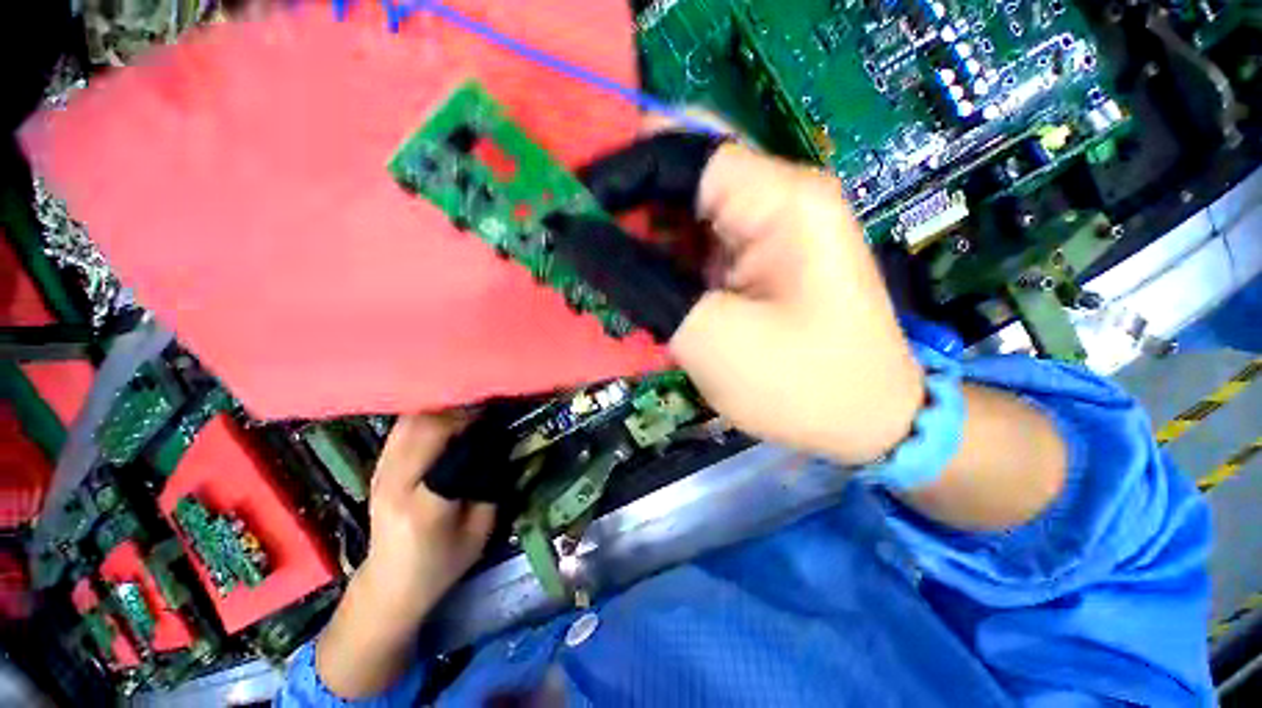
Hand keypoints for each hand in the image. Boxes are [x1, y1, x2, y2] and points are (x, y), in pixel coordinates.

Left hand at [316, 413, 494, 698]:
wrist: (389, 585)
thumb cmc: (442, 563)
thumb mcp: (481, 530)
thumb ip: (491, 484)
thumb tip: (500, 442)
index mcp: (423, 504)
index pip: (445, 445)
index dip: (472, 420)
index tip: (496, 409)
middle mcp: (394, 482)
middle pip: (424, 425)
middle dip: (459, 407)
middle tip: (487, 402)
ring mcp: (380, 473)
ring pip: (410, 421)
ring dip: (442, 406)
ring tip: (470, 404)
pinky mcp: (378, 468)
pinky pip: (403, 428)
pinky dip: (427, 413)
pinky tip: (447, 414)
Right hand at [552, 135, 922, 464]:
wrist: (868, 422)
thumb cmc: (800, 384)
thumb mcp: (708, 335)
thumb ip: (639, 281)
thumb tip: (578, 237)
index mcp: (781, 200)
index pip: (683, 151)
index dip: (620, 173)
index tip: (570, 209)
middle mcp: (779, 198)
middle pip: (685, 177)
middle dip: (627, 207)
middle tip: (579, 243)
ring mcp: (771, 231)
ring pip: (687, 214)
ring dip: (642, 238)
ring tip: (601, 270)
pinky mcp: (761, 261)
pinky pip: (699, 245)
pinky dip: (663, 261)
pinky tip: (640, 286)